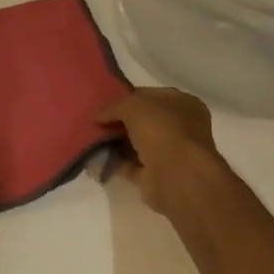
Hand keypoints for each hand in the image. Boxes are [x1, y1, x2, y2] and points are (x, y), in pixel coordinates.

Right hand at [96, 88, 223, 216]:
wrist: (177, 177)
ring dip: (115, 143)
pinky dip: (115, 162)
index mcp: (183, 104)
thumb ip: (113, 107)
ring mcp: (170, 153)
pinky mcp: (157, 176)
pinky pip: (131, 165)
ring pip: (136, 144)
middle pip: (143, 121)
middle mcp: (181, 128)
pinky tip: (95, 157)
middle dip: (119, 122)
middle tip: (95, 122)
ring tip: (90, 139)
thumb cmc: (161, 130)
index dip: (127, 98)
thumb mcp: (132, 106)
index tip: (104, 102)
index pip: (150, 96)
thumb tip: (98, 117)